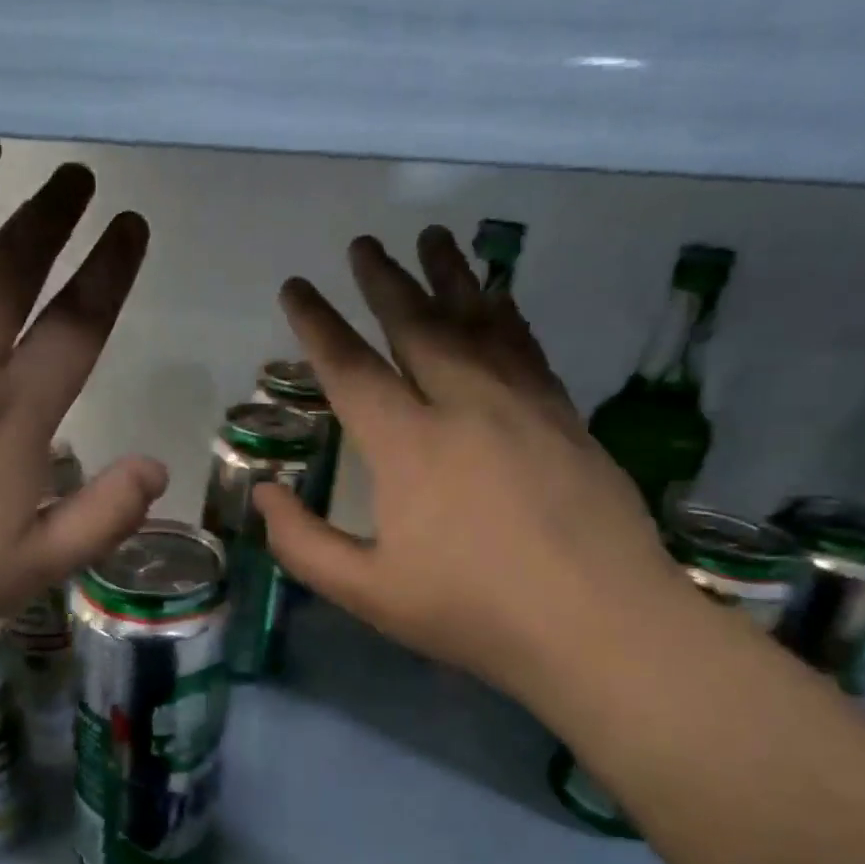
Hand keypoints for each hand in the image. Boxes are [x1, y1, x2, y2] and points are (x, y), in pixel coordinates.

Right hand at [257, 229, 688, 709]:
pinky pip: (527, 348)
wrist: (600, 627)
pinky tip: (500, 298)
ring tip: (435, 237)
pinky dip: (506, 314)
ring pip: (480, 322)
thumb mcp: (369, 593)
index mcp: (409, 445)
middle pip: (418, 325)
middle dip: (384, 281)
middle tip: (363, 244)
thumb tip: (264, 494)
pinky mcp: (564, 417)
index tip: (296, 287)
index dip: (317, 324)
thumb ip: (304, 544)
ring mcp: (522, 405)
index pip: (351, 368)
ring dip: (452, 276)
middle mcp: (465, 405)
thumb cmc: (474, 612)